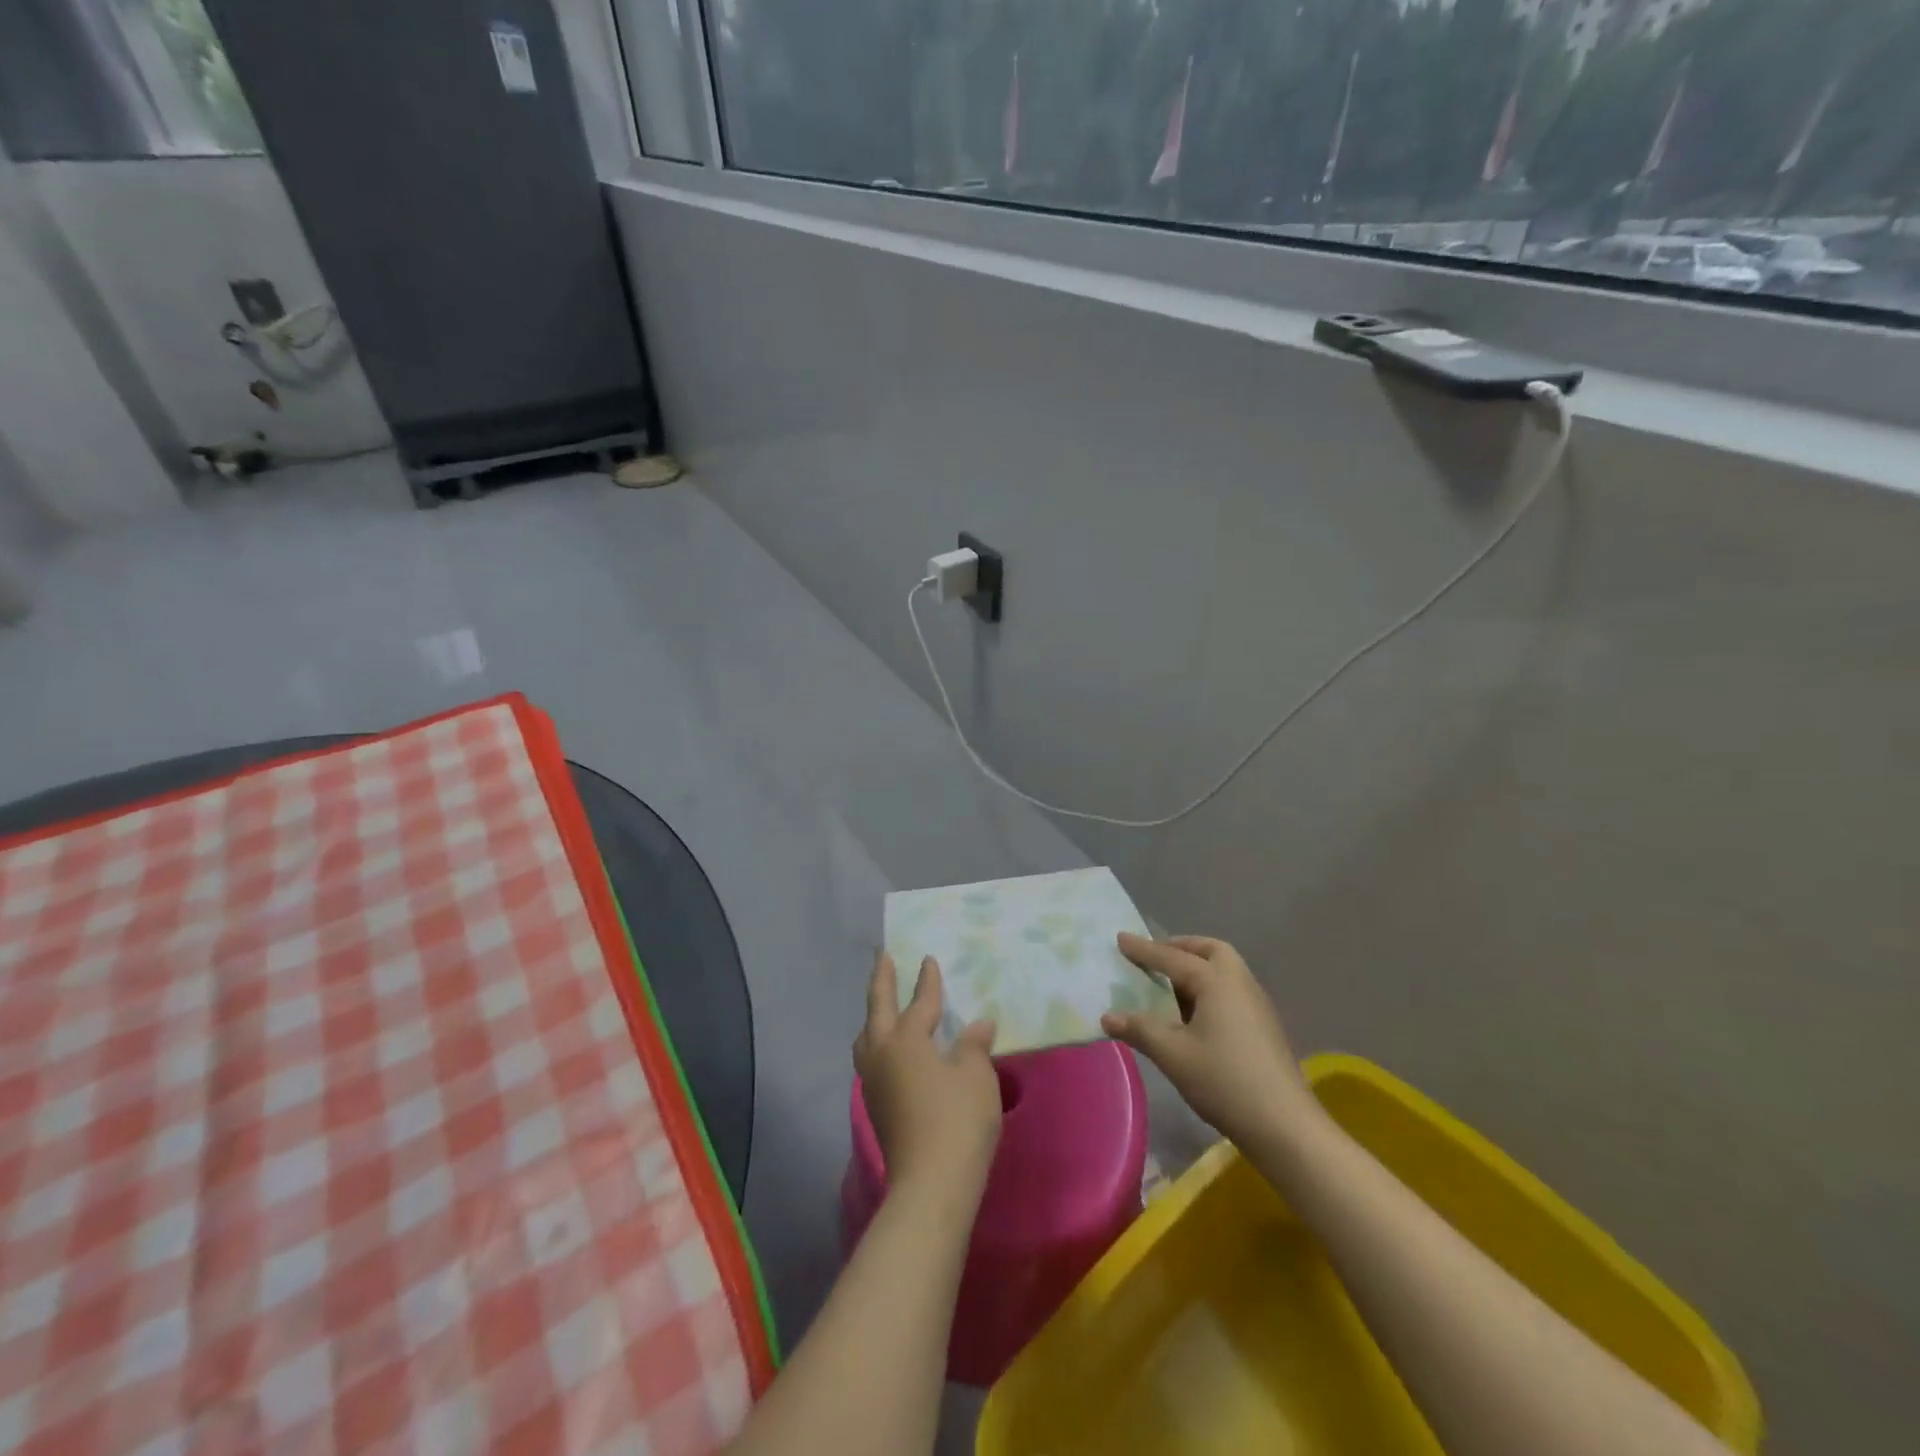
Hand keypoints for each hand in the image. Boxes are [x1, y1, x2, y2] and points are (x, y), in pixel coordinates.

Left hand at [854, 952, 1000, 1198]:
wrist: (932, 1183)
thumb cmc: (958, 1118)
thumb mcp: (976, 1075)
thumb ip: (974, 1045)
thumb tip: (978, 1025)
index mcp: (906, 1039)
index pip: (919, 1001)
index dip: (927, 981)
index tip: (928, 959)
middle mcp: (882, 1053)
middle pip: (877, 1008)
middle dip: (881, 980)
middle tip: (883, 956)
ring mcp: (874, 1082)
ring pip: (867, 1037)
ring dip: (874, 1015)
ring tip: (882, 1005)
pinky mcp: (876, 1106)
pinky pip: (872, 1059)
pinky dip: (878, 1042)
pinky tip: (891, 1050)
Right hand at [1101, 934, 1317, 1147]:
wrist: (1284, 1126)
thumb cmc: (1224, 1081)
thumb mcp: (1173, 1055)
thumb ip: (1140, 1030)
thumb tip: (1107, 1017)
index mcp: (1216, 981)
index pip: (1172, 958)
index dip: (1143, 950)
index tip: (1120, 938)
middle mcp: (1240, 983)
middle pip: (1211, 951)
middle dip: (1182, 948)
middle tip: (1157, 957)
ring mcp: (1257, 1004)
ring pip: (1225, 971)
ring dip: (1198, 968)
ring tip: (1171, 985)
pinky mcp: (1264, 1026)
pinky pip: (1232, 990)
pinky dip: (1210, 988)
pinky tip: (1195, 1015)